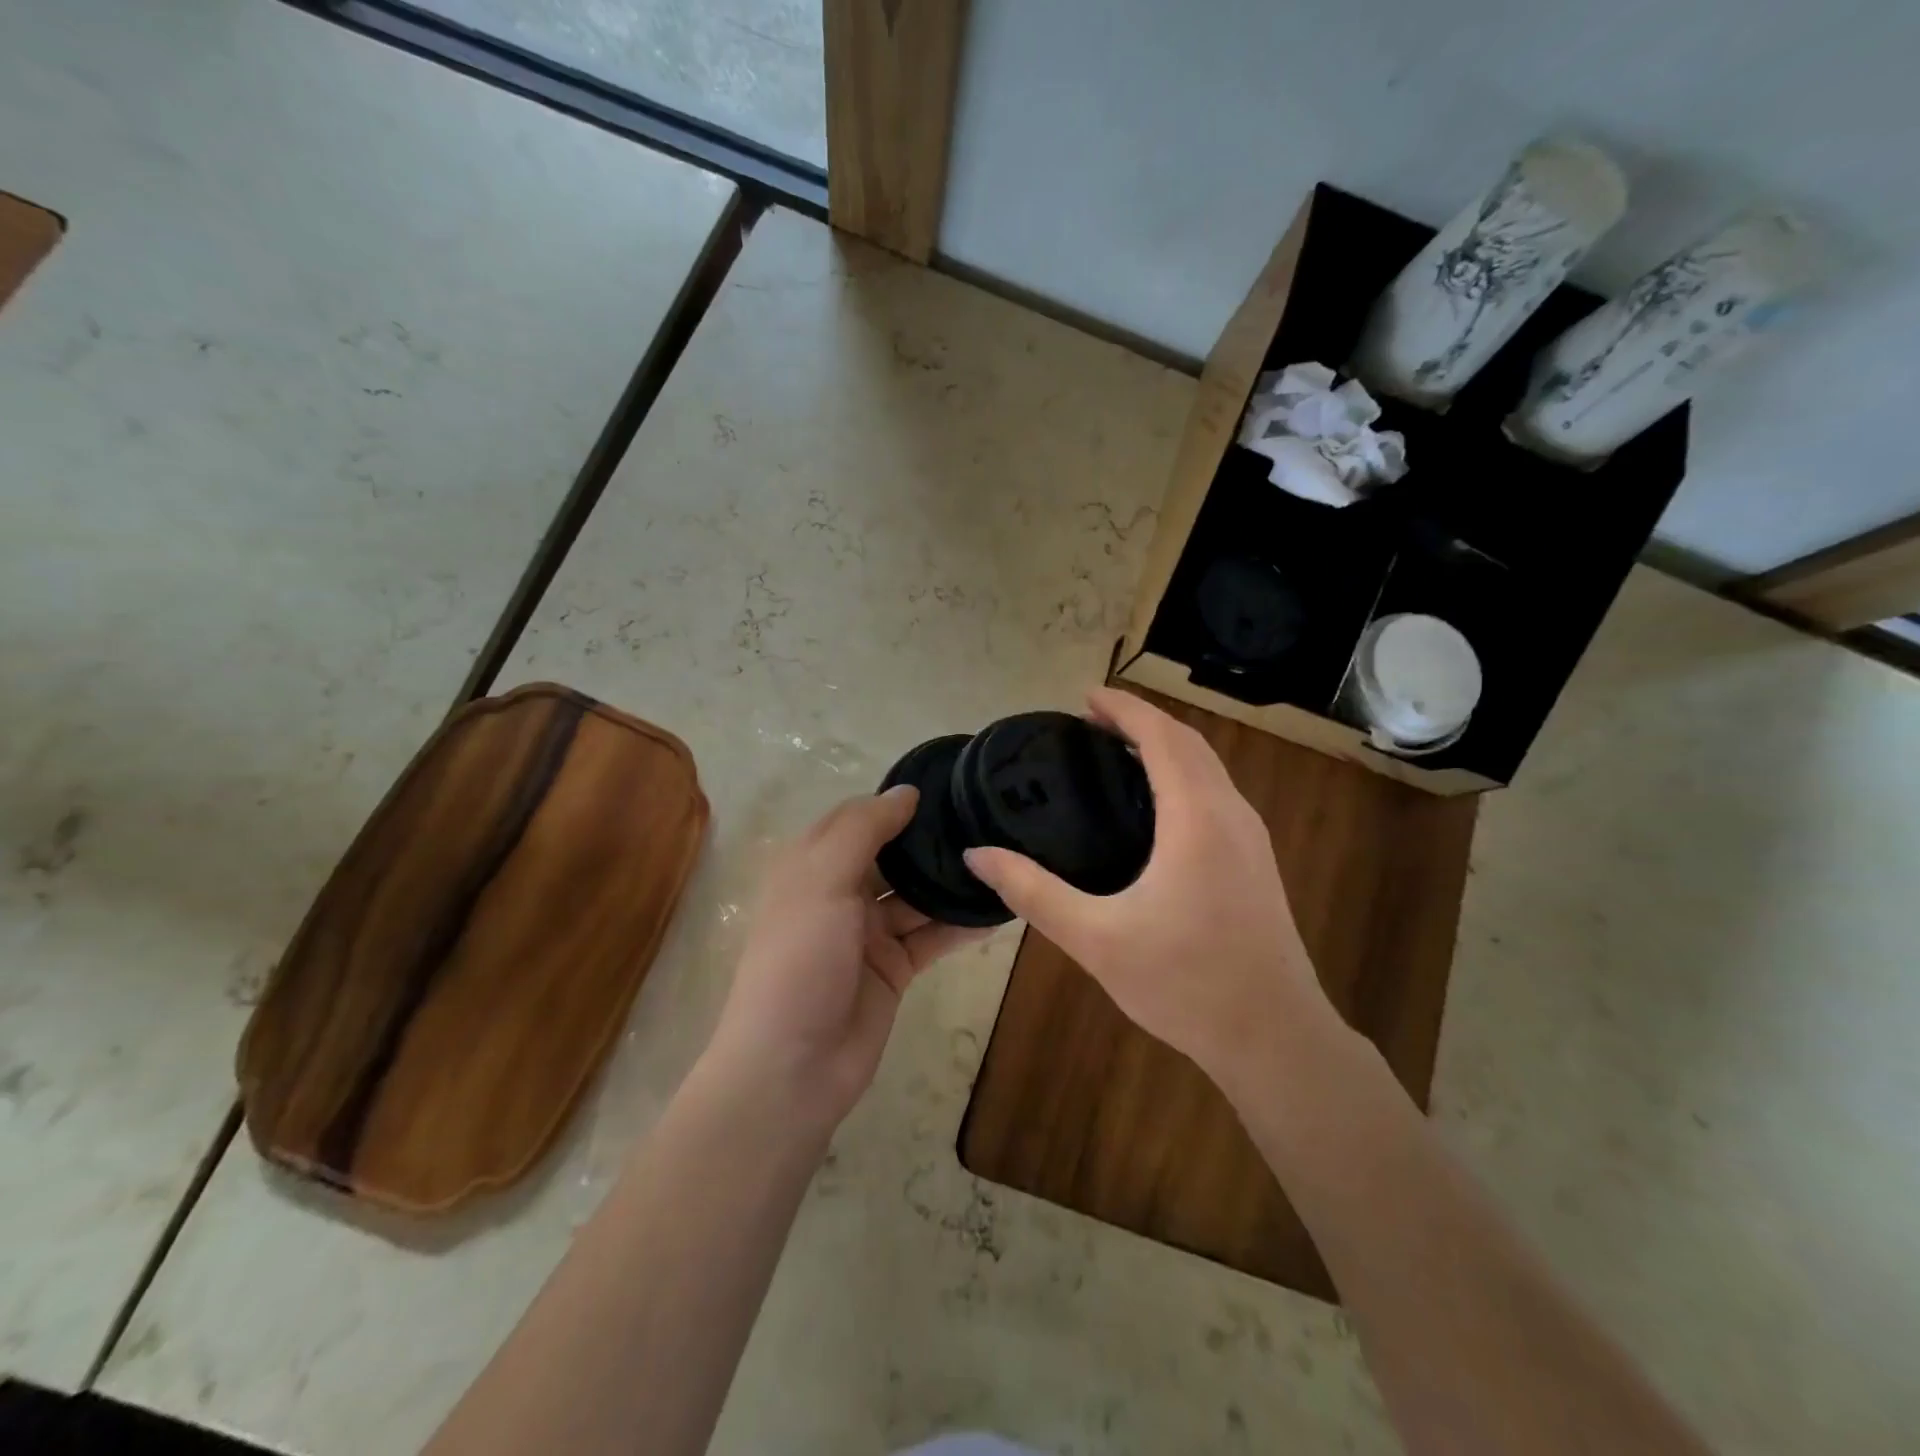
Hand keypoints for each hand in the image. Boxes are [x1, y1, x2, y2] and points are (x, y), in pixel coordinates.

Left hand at [706, 786, 983, 1134]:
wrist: (793, 1067)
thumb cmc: (799, 960)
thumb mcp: (822, 881)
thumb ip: (864, 830)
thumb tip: (907, 791)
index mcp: (813, 866)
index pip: (858, 818)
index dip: (896, 801)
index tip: (948, 783)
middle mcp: (841, 893)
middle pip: (893, 855)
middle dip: (932, 840)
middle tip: (988, 817)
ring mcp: (869, 933)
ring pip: (918, 896)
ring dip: (952, 881)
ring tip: (1005, 856)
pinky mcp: (895, 968)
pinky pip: (933, 936)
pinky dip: (961, 924)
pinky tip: (999, 908)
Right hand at [965, 688, 1341, 1090]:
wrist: (1274, 1038)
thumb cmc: (1184, 984)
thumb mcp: (1096, 939)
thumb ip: (1033, 893)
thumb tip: (978, 855)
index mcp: (1196, 819)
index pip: (1161, 738)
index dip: (1124, 709)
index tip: (1086, 696)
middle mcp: (1231, 815)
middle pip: (1188, 743)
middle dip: (1142, 721)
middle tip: (1091, 721)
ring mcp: (1252, 838)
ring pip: (1209, 767)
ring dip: (1166, 746)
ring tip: (1117, 751)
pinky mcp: (1256, 861)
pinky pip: (1217, 793)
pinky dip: (1183, 774)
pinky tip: (1155, 804)